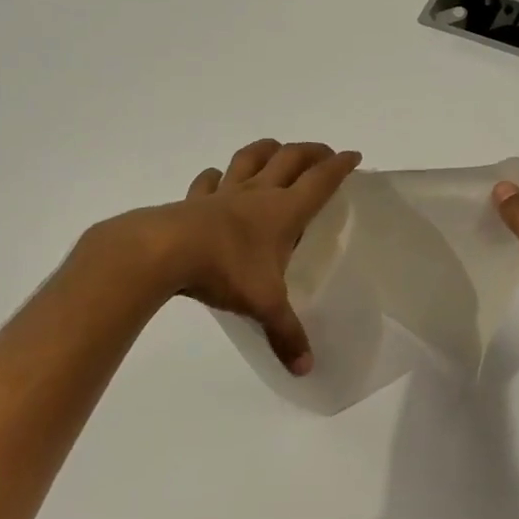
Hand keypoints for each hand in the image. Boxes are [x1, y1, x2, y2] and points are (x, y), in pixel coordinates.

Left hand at [96, 140, 359, 374]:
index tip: (354, 156)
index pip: (320, 181)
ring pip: (250, 158)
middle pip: (290, 159)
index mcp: (283, 212)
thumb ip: (286, 335)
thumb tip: (306, 370)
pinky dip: (216, 175)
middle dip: (311, 152)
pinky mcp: (193, 201)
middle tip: (324, 153)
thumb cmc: (225, 270)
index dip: (339, 166)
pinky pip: (207, 180)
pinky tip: (216, 177)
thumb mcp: (264, 305)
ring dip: (267, 149)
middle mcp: (257, 194)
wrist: (164, 251)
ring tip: (276, 149)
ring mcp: (223, 193)